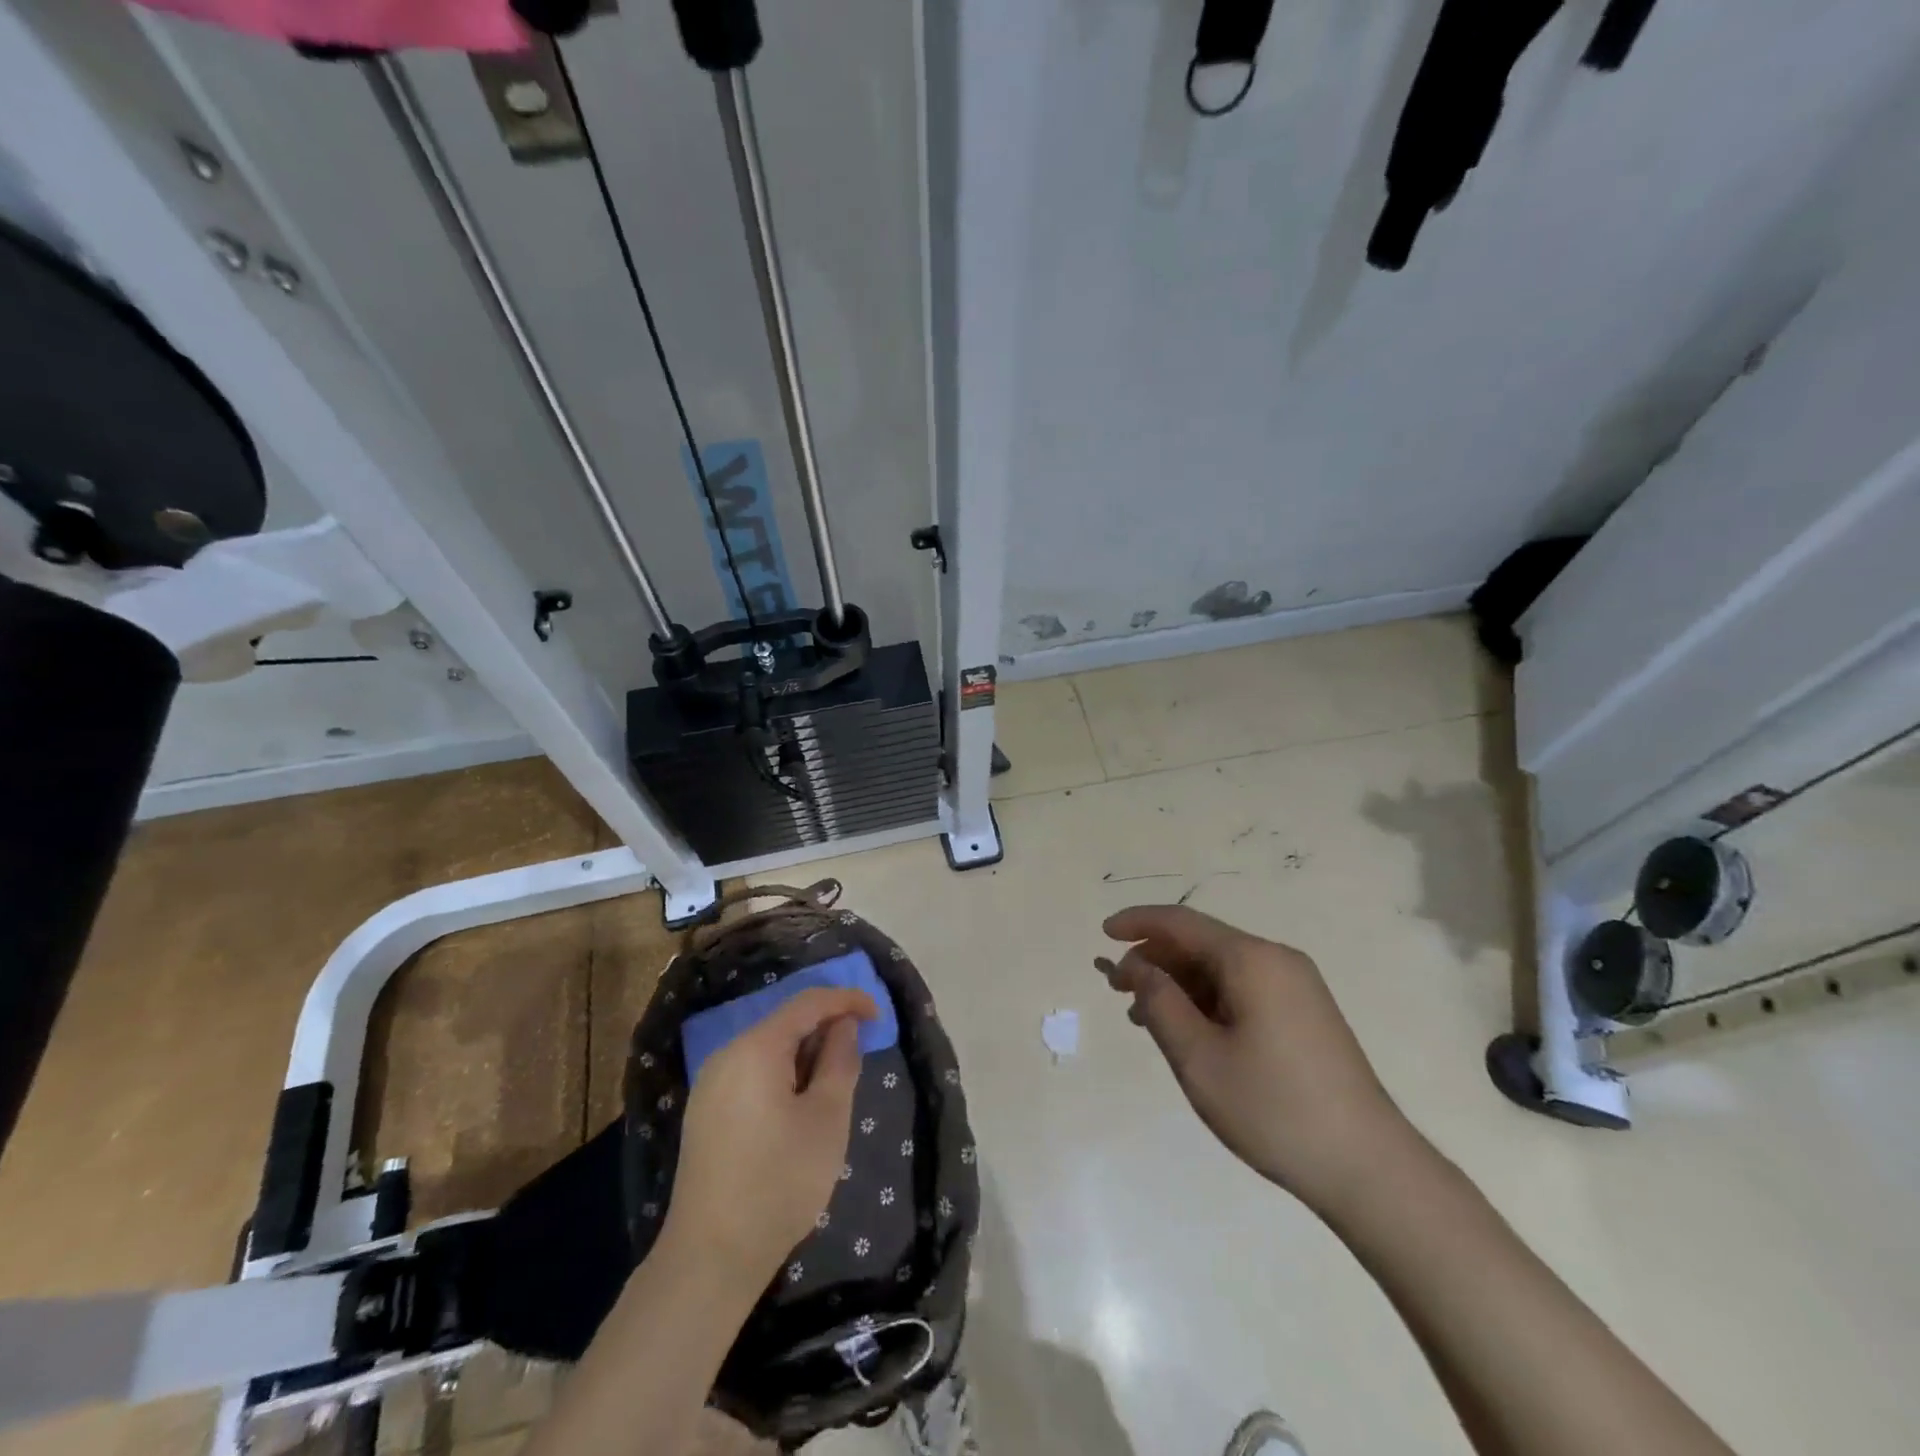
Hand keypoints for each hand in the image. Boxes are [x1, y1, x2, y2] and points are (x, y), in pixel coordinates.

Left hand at [661, 987, 877, 1282]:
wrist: (709, 1258)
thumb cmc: (779, 1182)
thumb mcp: (827, 1118)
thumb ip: (840, 1061)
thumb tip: (843, 1027)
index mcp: (755, 1048)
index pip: (808, 1002)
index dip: (847, 1000)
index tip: (879, 1015)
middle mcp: (727, 1054)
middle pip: (785, 1023)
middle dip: (825, 1029)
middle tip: (859, 1056)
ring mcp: (710, 1084)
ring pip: (769, 1049)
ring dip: (805, 1055)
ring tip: (833, 1085)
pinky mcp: (706, 1111)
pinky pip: (752, 1072)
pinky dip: (783, 1074)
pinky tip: (799, 1107)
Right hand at [1099, 904, 1413, 1215]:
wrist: (1369, 1168)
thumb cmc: (1273, 1108)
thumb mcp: (1199, 1057)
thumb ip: (1159, 1002)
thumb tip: (1138, 966)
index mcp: (1252, 960)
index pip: (1182, 923)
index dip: (1138, 923)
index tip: (1103, 935)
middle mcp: (1277, 960)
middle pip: (1202, 944)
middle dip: (1155, 959)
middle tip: (1117, 989)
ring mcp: (1297, 987)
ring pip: (1221, 969)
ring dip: (1179, 984)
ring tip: (1143, 1016)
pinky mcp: (1305, 1014)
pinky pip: (1243, 990)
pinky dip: (1207, 1001)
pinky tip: (1187, 1031)